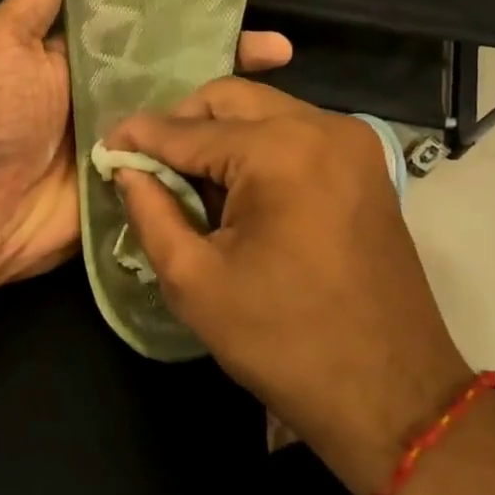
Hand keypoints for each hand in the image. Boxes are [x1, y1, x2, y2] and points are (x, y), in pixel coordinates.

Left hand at [0, 0, 292, 289]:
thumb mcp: (0, 45)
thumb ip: (32, 3)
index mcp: (79, 54)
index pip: (140, 22)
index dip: (179, 7)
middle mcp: (108, 91)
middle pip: (174, 66)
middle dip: (223, 54)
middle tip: (278, 48)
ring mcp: (127, 136)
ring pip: (185, 113)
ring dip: (228, 102)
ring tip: (283, 90)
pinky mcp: (137, 177)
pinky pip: (179, 161)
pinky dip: (213, 153)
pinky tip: (261, 143)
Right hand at [104, 78, 472, 494]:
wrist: (390, 394)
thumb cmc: (282, 340)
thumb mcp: (194, 280)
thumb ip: (150, 211)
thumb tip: (126, 168)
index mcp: (279, 151)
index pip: (187, 129)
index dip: (138, 136)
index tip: (104, 146)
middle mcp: (321, 127)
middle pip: (229, 100)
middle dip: (180, 125)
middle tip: (148, 165)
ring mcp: (352, 143)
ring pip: (262, 112)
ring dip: (217, 136)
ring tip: (187, 183)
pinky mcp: (364, 165)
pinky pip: (293, 133)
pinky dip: (254, 148)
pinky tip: (234, 191)